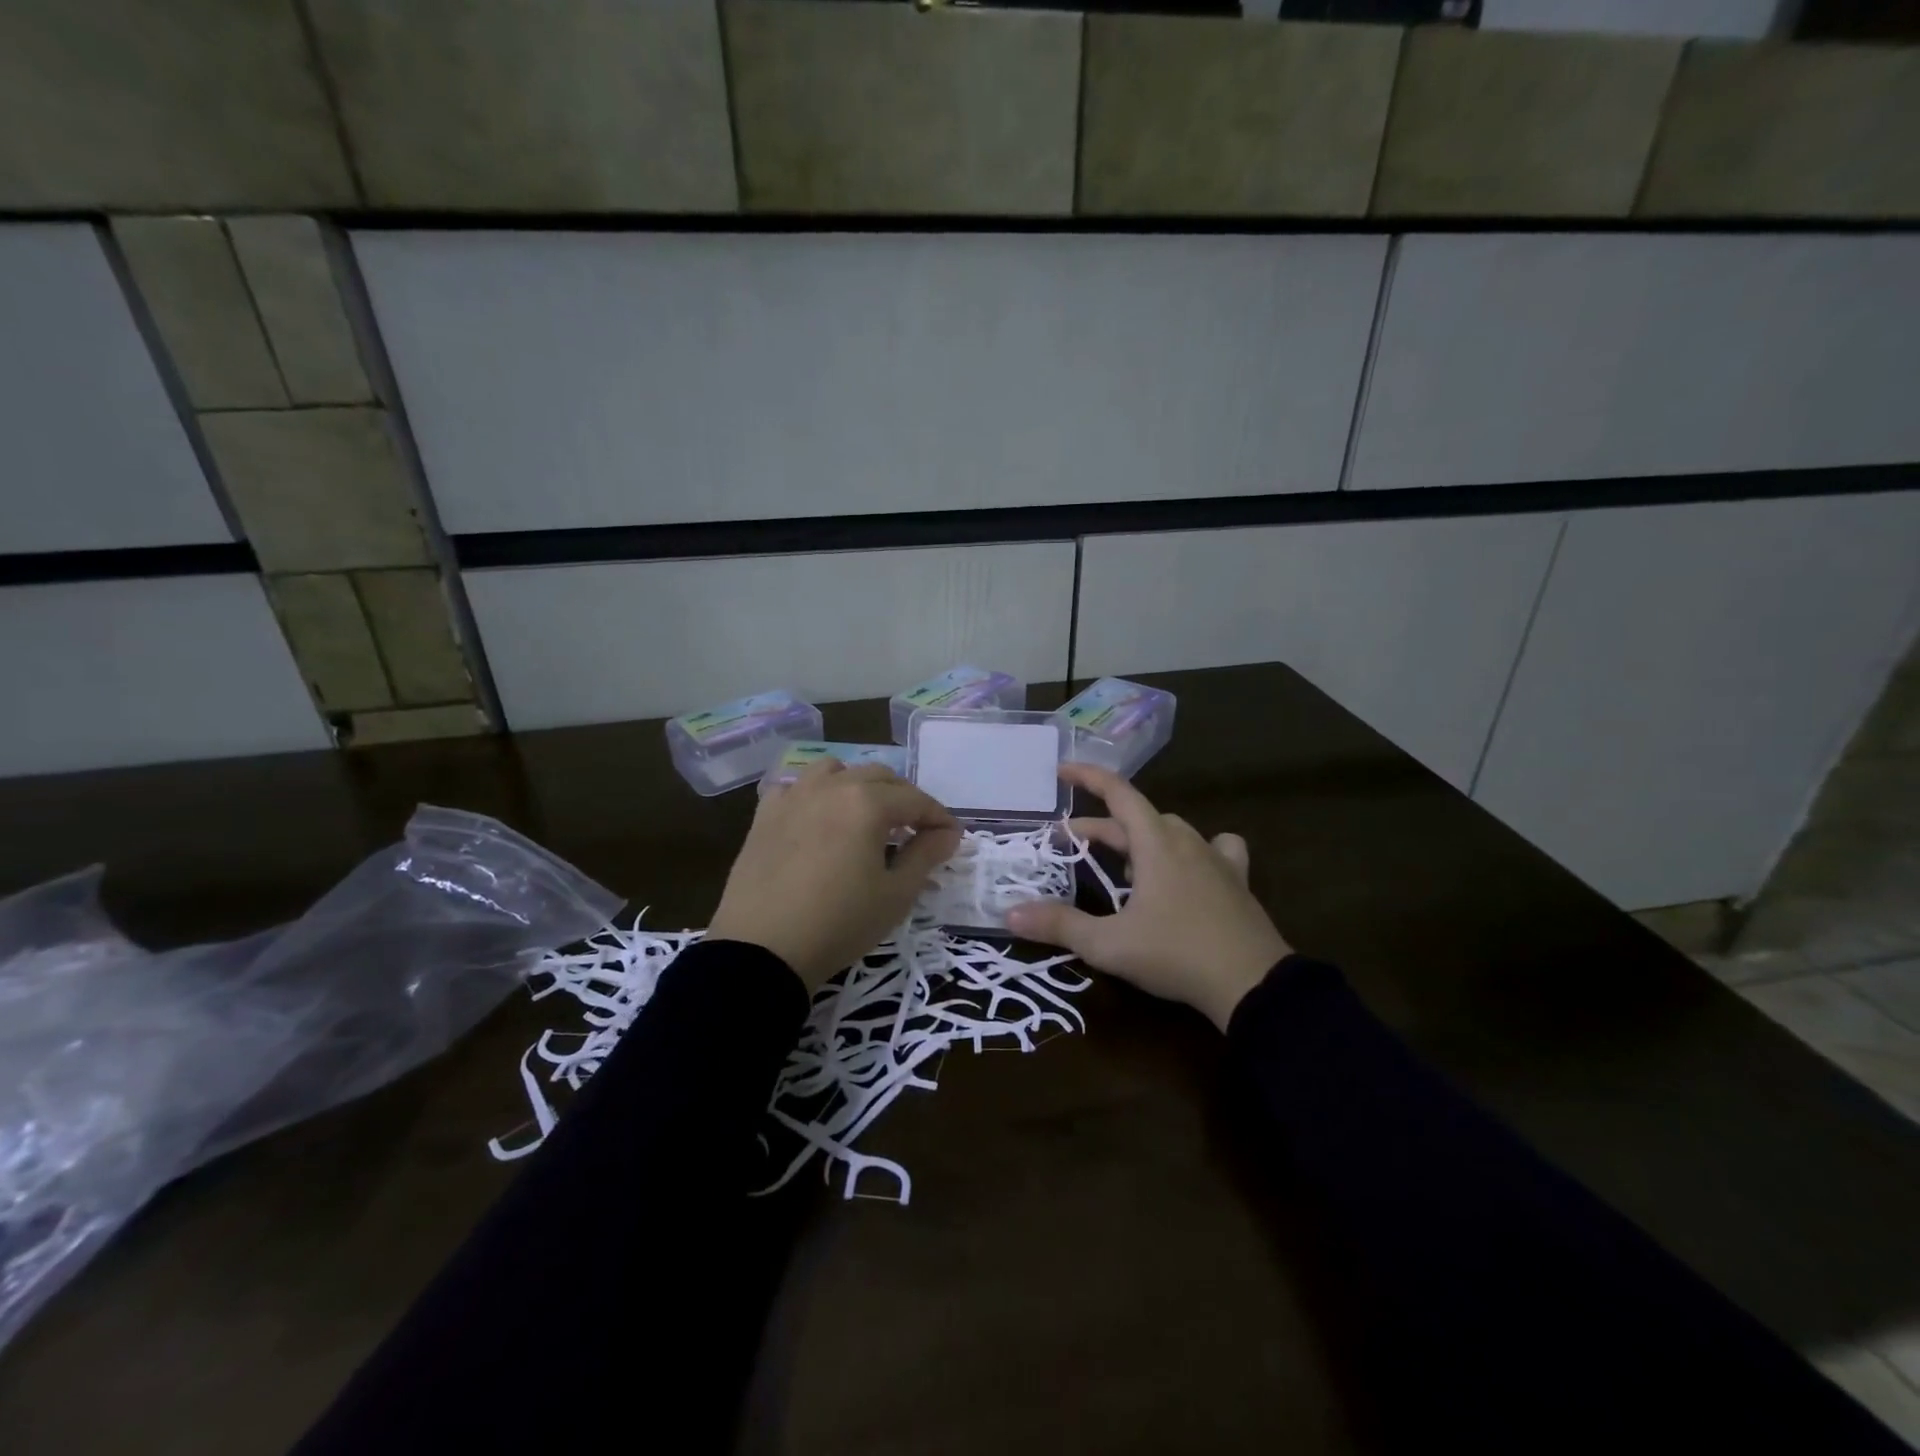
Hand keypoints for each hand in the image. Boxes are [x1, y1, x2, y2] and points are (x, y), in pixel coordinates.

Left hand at [708, 759, 960, 989]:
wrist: (762, 950)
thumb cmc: (840, 923)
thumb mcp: (895, 895)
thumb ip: (926, 856)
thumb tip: (948, 834)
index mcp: (867, 803)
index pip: (916, 800)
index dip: (939, 817)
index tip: (952, 837)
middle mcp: (831, 787)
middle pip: (879, 777)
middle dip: (904, 799)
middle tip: (915, 830)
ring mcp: (794, 796)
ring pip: (835, 771)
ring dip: (858, 785)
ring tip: (865, 816)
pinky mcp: (765, 815)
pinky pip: (796, 788)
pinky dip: (815, 795)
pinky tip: (818, 820)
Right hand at [1005, 764, 1290, 1031]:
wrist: (1253, 985)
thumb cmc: (1176, 954)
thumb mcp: (1108, 944)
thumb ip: (1059, 925)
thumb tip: (1009, 913)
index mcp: (1156, 843)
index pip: (1118, 793)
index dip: (1087, 777)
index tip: (1061, 771)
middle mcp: (1187, 841)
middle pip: (1139, 818)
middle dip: (1103, 827)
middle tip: (1072, 845)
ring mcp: (1217, 860)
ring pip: (1173, 831)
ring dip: (1142, 837)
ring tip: (1125, 862)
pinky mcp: (1237, 882)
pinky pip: (1215, 850)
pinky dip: (1195, 850)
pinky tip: (1192, 868)